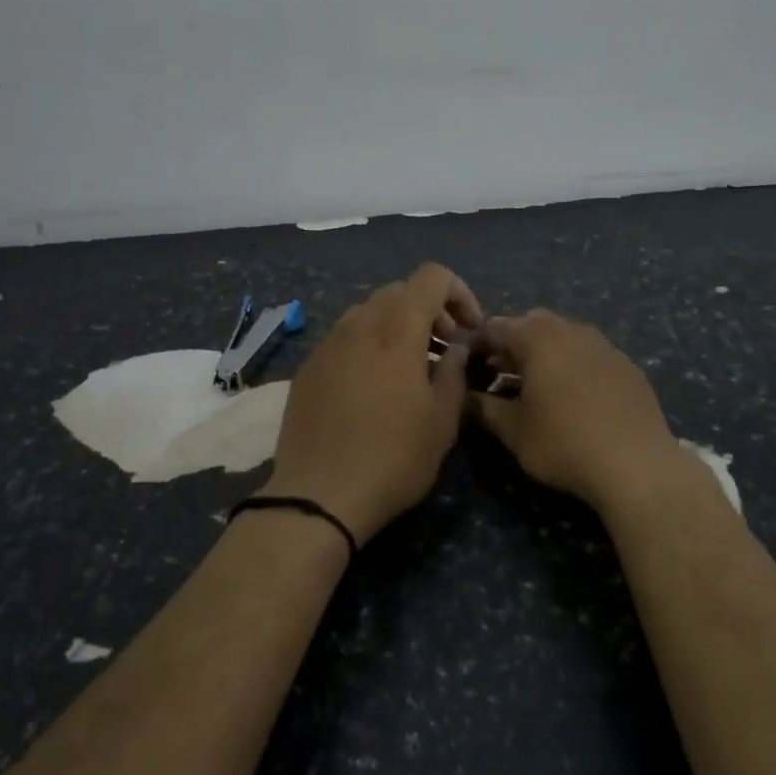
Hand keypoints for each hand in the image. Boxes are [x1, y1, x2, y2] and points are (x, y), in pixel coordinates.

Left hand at [260, 263, 482, 545]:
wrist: (319, 496)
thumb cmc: (394, 458)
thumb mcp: (442, 420)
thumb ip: (454, 372)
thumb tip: (455, 349)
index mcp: (396, 332)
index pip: (431, 277)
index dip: (459, 293)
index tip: (468, 331)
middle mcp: (357, 326)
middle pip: (398, 292)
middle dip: (430, 311)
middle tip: (444, 350)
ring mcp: (326, 346)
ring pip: (368, 313)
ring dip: (397, 328)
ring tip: (409, 369)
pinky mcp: (307, 370)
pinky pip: (343, 339)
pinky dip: (368, 347)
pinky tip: (373, 389)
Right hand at [470, 310, 690, 513]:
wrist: (637, 464)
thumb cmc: (564, 444)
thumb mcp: (514, 431)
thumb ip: (485, 408)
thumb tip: (467, 398)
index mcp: (539, 337)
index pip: (495, 327)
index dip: (476, 345)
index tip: (465, 368)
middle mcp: (572, 329)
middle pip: (532, 324)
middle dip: (512, 345)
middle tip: (499, 376)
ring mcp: (605, 345)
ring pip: (564, 337)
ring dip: (544, 354)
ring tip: (535, 388)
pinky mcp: (627, 365)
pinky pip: (590, 355)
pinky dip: (573, 366)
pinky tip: (574, 398)